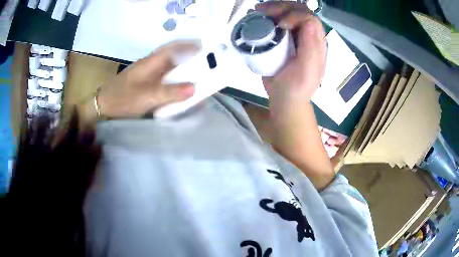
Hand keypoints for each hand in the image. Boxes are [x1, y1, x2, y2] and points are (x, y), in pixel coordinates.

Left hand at [97, 42, 197, 117]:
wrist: (104, 105)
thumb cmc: (123, 98)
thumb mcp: (148, 96)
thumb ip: (170, 92)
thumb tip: (194, 89)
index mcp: (152, 62)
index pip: (173, 47)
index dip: (189, 45)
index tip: (205, 48)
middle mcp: (151, 64)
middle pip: (174, 56)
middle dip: (190, 59)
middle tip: (206, 66)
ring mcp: (147, 73)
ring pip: (169, 68)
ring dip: (182, 71)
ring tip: (197, 77)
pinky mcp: (145, 82)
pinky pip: (163, 78)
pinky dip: (174, 81)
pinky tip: (178, 89)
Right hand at [256, 2, 326, 105]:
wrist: (284, 99)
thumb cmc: (296, 88)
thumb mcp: (307, 72)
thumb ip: (311, 48)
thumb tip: (309, 21)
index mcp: (317, 43)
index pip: (310, 18)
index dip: (295, 15)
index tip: (280, 25)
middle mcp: (308, 36)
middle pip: (299, 11)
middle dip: (282, 7)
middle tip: (263, 11)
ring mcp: (295, 36)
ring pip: (288, 13)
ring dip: (274, 8)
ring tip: (258, 10)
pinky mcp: (283, 39)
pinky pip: (277, 21)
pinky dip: (268, 15)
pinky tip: (257, 15)